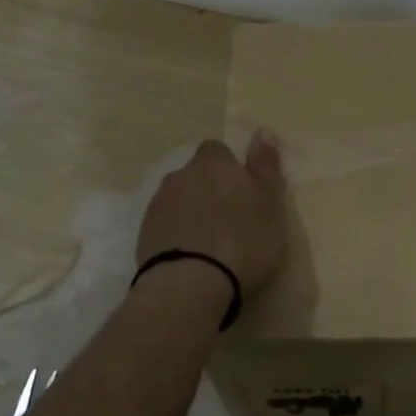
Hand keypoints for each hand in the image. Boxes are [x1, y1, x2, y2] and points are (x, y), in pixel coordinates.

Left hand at [137, 132, 288, 294]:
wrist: (191, 284)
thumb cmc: (243, 240)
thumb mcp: (271, 203)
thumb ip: (266, 166)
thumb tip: (262, 131)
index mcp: (213, 164)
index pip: (218, 150)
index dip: (229, 167)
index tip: (242, 191)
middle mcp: (181, 175)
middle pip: (195, 174)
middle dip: (209, 189)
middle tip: (229, 218)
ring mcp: (158, 204)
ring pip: (179, 198)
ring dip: (191, 211)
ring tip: (209, 241)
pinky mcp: (144, 233)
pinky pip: (165, 223)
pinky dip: (176, 232)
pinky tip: (190, 255)